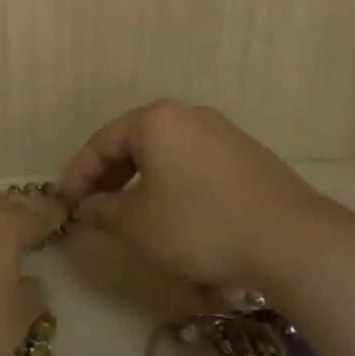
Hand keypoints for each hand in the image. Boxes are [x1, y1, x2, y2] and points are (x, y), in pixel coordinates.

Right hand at [56, 100, 354, 289]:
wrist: (292, 240)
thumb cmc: (200, 224)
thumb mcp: (139, 223)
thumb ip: (104, 211)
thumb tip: (87, 208)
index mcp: (154, 120)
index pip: (101, 143)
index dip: (77, 175)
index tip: (63, 203)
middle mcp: (186, 115)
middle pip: (133, 143)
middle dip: (107, 176)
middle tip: (90, 206)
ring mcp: (220, 132)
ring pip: (163, 153)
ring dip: (139, 180)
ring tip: (127, 212)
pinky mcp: (245, 155)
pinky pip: (191, 162)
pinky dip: (170, 182)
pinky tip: (171, 212)